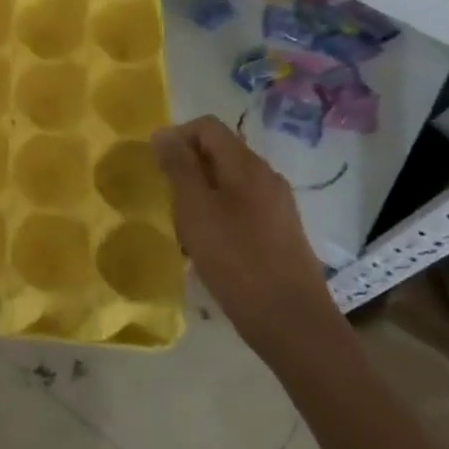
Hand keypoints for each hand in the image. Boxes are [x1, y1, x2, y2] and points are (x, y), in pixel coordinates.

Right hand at [151, 116, 339, 359]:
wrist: (291, 322)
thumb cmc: (236, 260)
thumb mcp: (195, 210)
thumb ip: (178, 167)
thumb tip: (163, 133)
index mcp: (246, 165)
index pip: (207, 126)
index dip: (176, 137)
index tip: (157, 170)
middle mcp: (266, 176)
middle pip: (218, 152)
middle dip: (186, 169)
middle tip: (167, 202)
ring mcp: (276, 204)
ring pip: (227, 182)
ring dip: (199, 195)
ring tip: (183, 229)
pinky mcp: (279, 231)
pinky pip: (240, 207)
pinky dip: (217, 216)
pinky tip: (207, 247)